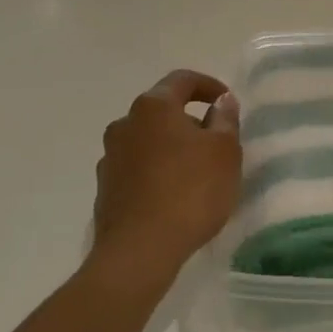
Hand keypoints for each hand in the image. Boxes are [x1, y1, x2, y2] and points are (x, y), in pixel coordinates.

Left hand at [91, 70, 241, 290]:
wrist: (139, 251)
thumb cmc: (190, 191)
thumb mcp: (224, 151)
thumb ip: (225, 120)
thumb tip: (222, 101)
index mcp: (153, 107)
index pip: (183, 80)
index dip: (209, 85)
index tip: (227, 102)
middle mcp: (125, 124)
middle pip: (163, 110)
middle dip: (190, 120)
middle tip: (217, 141)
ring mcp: (110, 157)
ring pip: (148, 140)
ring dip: (172, 147)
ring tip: (197, 172)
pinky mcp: (105, 189)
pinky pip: (138, 168)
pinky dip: (157, 171)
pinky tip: (174, 195)